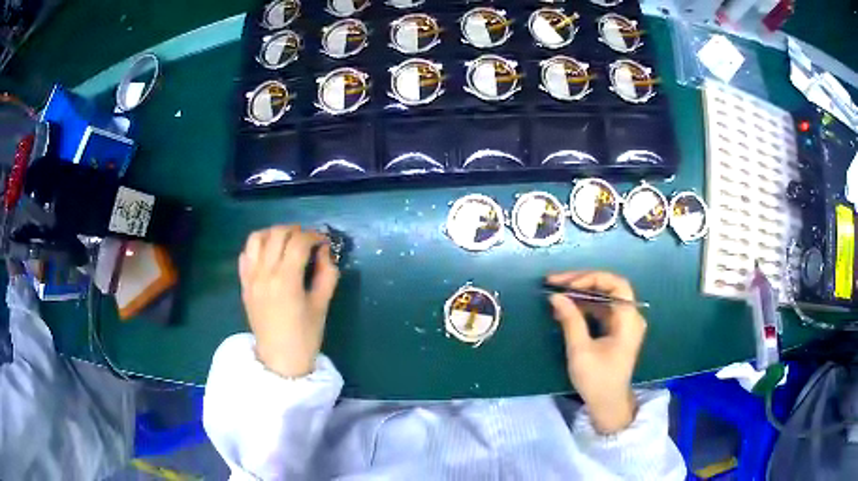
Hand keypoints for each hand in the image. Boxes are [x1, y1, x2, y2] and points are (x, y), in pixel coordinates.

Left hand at [238, 225, 339, 377]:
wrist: (280, 359)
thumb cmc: (305, 335)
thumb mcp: (322, 305)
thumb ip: (326, 274)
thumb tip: (324, 252)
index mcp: (286, 279)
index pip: (299, 242)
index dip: (314, 236)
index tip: (324, 242)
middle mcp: (265, 273)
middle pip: (278, 234)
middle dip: (296, 230)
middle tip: (308, 241)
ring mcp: (251, 277)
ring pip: (257, 238)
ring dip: (274, 233)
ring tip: (286, 242)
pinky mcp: (244, 284)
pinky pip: (246, 254)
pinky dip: (257, 247)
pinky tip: (269, 255)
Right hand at [547, 271, 646, 433]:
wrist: (608, 404)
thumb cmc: (597, 379)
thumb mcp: (581, 350)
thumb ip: (570, 320)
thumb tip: (556, 296)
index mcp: (629, 319)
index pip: (615, 284)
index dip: (591, 278)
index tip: (567, 285)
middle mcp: (630, 316)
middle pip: (608, 287)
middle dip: (582, 282)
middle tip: (555, 282)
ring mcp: (623, 322)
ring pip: (603, 297)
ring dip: (580, 294)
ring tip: (556, 293)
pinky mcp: (616, 330)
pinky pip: (600, 310)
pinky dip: (584, 307)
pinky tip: (566, 309)